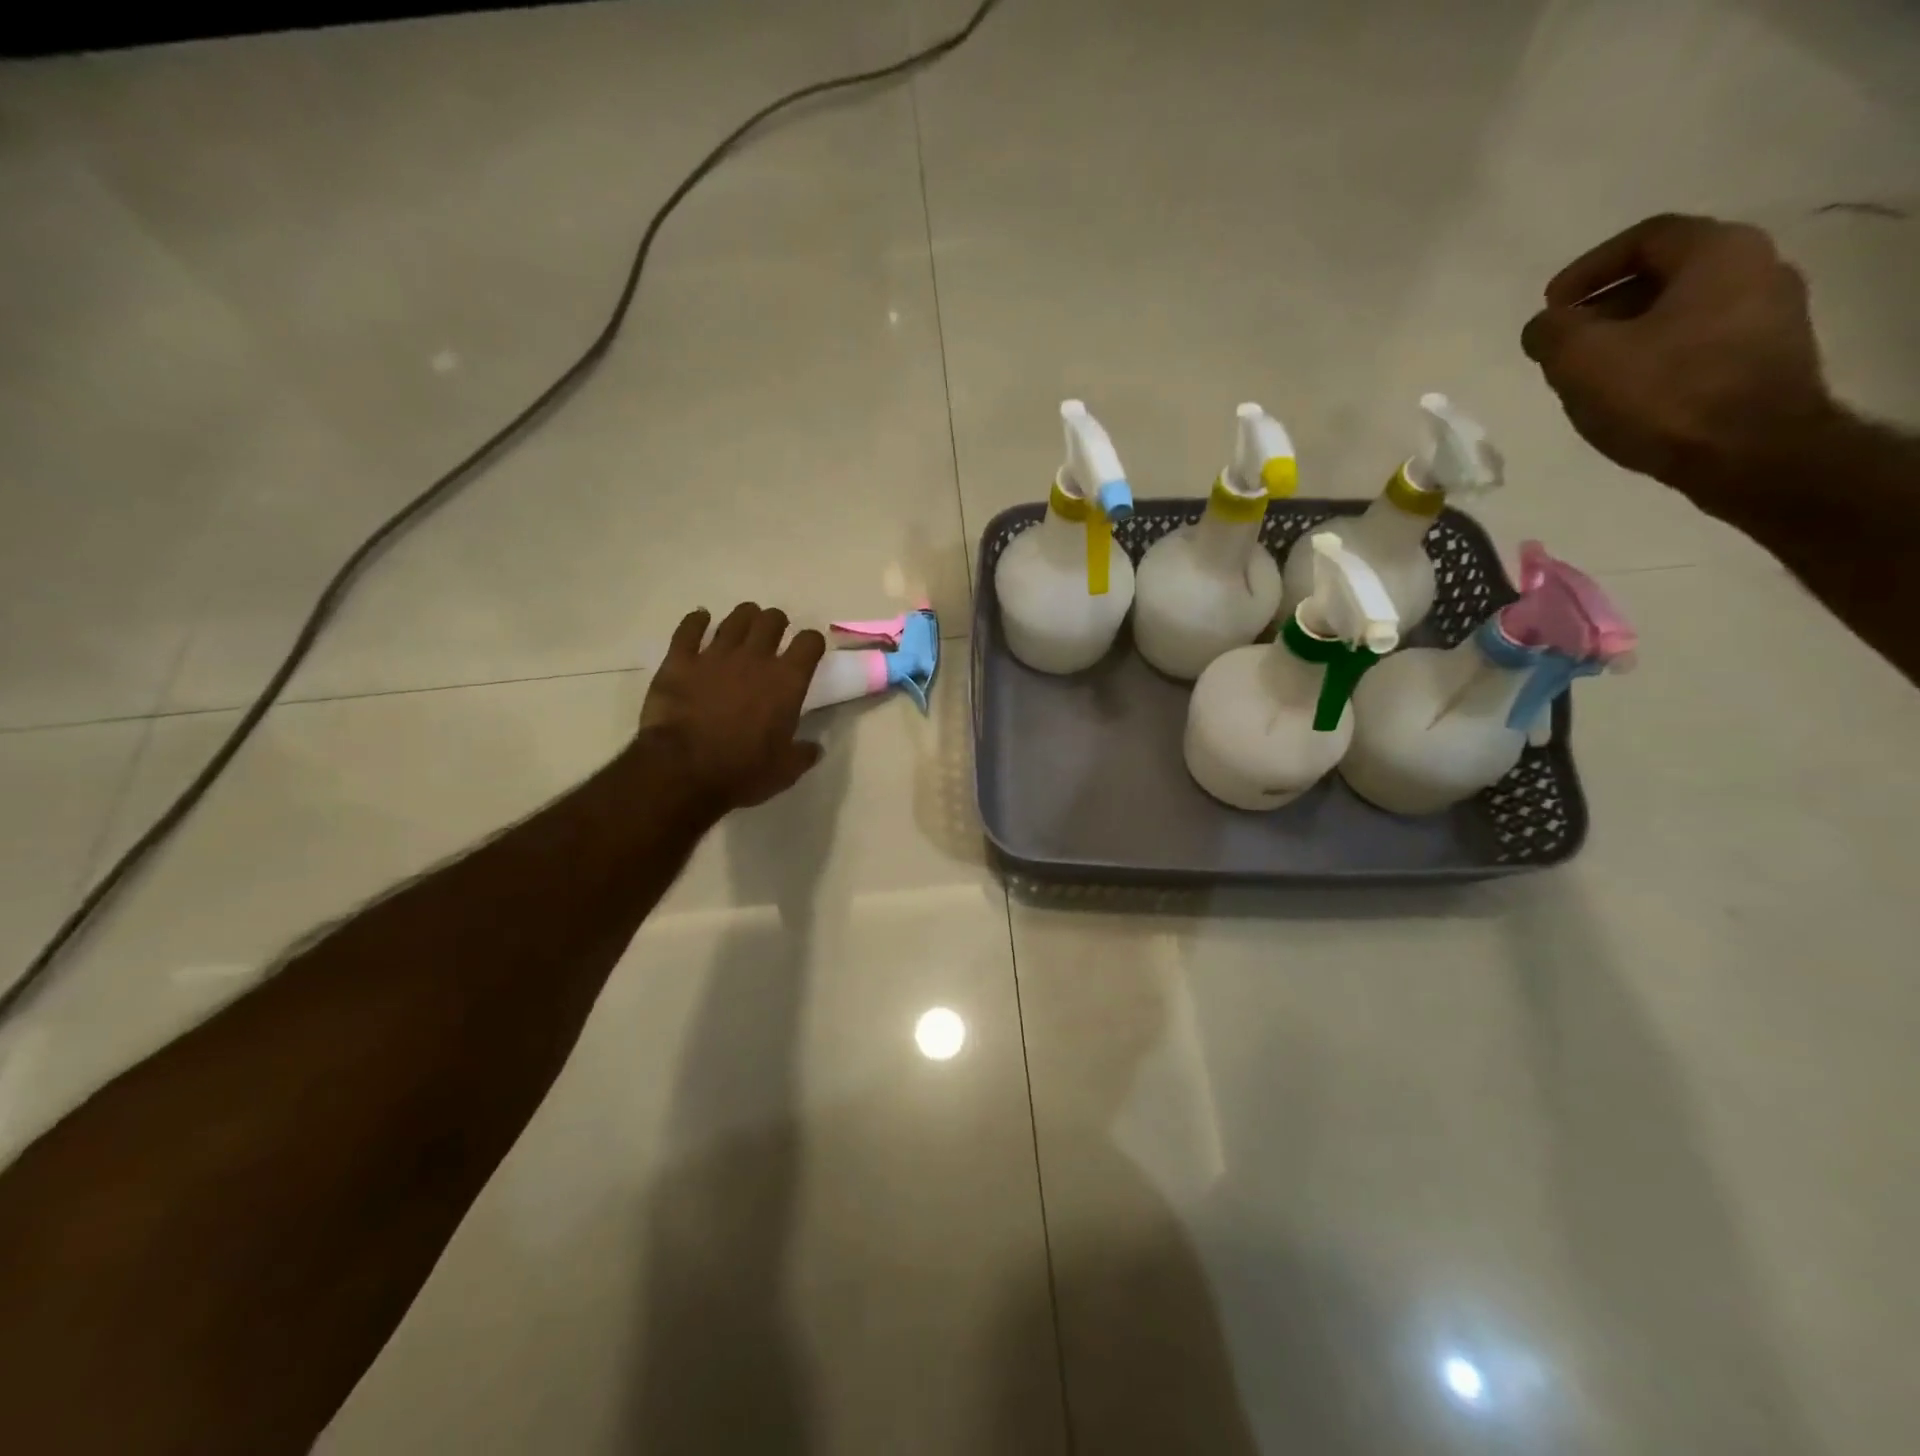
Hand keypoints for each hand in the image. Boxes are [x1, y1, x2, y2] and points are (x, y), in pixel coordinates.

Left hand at [639, 603, 826, 811]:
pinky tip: (700, 620)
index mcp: (787, 681)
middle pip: (772, 620)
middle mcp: (755, 658)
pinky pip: (689, 629)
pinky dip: (696, 621)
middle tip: (774, 635)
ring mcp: (715, 655)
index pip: (809, 642)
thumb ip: (803, 754)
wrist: (683, 771)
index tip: (809, 650)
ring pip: (736, 618)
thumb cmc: (742, 771)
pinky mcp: (679, 660)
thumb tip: (814, 748)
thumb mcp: (785, 771)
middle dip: (776, 623)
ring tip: (744, 625)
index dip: (812, 642)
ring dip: (744, 617)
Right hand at [1521, 214, 1837, 515]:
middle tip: (1564, 342)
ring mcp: (1771, 315)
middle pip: (1666, 273)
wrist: (1750, 452)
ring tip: (1589, 373)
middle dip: (1605, 305)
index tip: (1550, 306)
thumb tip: (1544, 325)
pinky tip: (1628, 392)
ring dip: (1629, 334)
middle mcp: (1758, 268)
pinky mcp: (1768, 358)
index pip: (1645, 238)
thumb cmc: (1663, 393)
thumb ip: (1551, 332)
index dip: (1587, 269)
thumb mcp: (1581, 360)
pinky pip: (1700, 342)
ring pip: (1682, 310)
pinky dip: (1656, 356)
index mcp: (1718, 253)